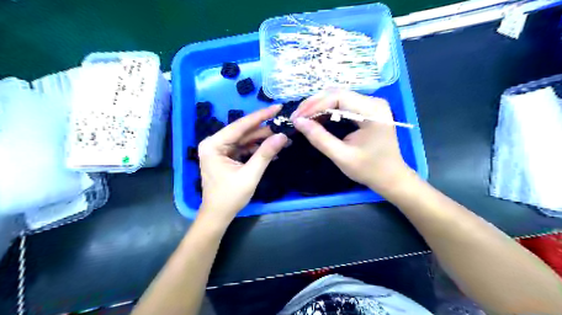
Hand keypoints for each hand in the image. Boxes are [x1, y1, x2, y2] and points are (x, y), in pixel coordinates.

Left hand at [197, 106, 287, 223]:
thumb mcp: (250, 175)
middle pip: (243, 132)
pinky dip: (257, 149)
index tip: (277, 107)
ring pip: (245, 140)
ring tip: (282, 139)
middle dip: (265, 130)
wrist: (218, 215)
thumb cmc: (230, 197)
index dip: (261, 116)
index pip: (240, 126)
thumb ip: (265, 154)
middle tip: (284, 124)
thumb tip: (282, 136)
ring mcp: (220, 150)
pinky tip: (272, 149)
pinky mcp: (226, 157)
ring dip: (263, 140)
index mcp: (214, 145)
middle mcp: (215, 143)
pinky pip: (244, 148)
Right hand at [292, 90, 411, 194]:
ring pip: (338, 97)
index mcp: (372, 111)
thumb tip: (298, 122)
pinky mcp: (367, 110)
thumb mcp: (341, 156)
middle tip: (296, 118)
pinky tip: (317, 119)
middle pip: (337, 94)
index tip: (296, 118)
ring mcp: (371, 104)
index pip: (337, 98)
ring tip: (303, 119)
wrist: (391, 177)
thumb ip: (319, 138)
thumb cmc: (369, 170)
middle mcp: (373, 102)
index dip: (314, 106)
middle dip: (313, 104)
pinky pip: (343, 104)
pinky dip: (328, 111)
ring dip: (319, 106)